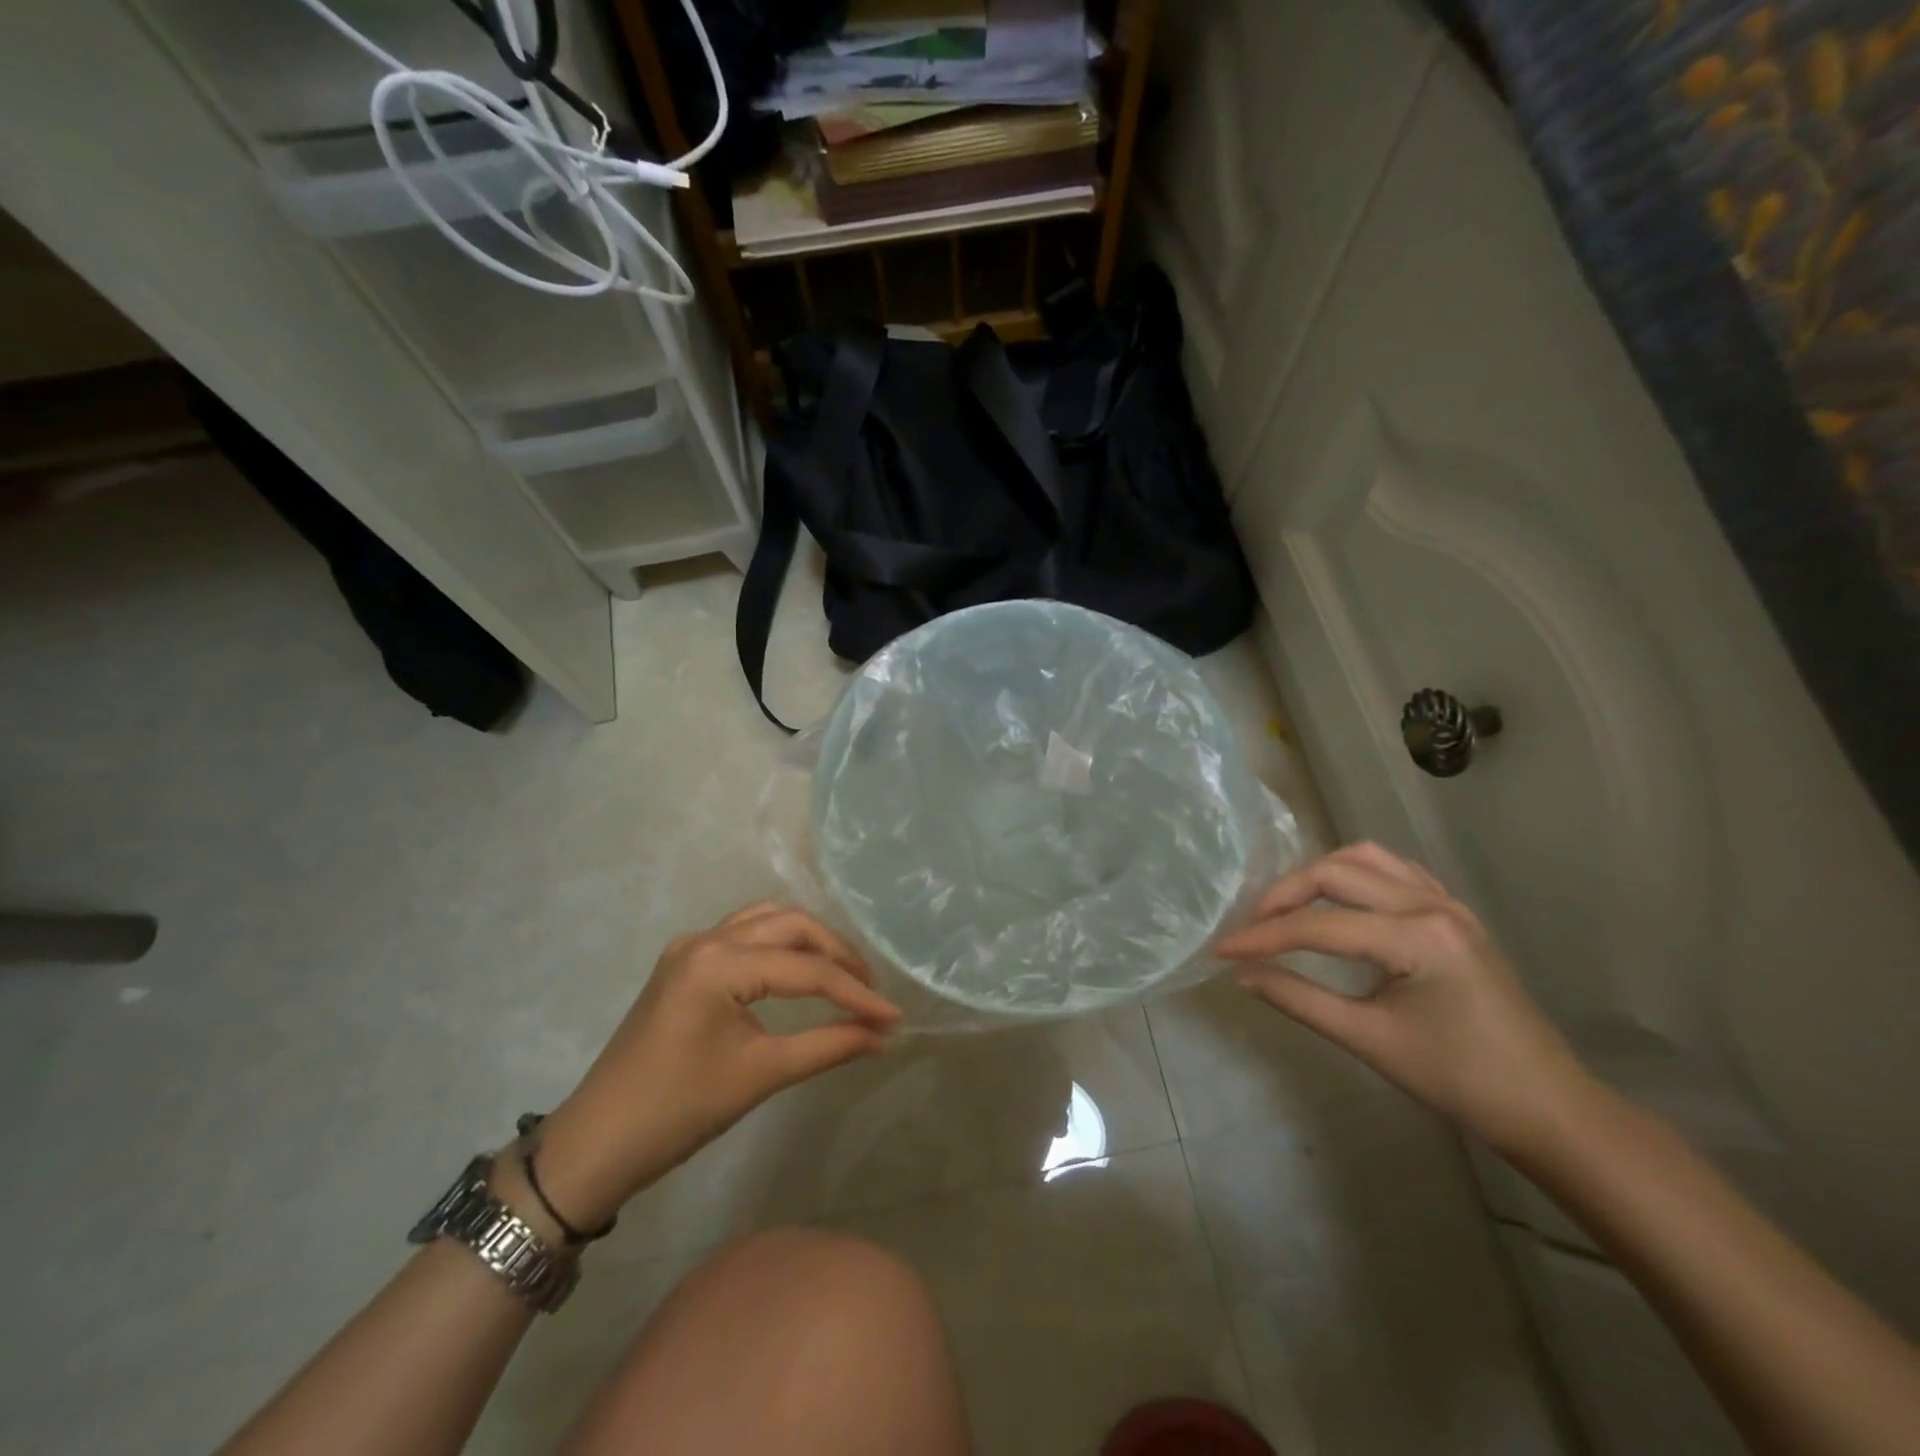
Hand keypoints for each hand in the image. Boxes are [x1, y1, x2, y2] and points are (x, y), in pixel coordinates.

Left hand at [527, 904, 900, 1228]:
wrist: (596, 1144)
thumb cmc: (677, 1112)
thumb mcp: (759, 1075)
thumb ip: (828, 1046)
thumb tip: (883, 1035)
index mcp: (718, 962)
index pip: (805, 969)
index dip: (855, 993)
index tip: (893, 1017)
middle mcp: (704, 939)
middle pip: (790, 926)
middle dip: (837, 955)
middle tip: (871, 991)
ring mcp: (691, 946)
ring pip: (768, 921)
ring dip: (810, 942)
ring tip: (843, 977)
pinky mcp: (685, 962)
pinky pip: (745, 934)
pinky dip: (780, 945)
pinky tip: (799, 970)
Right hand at [1215, 842, 1591, 1153]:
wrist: (1546, 1107)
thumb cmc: (1458, 1080)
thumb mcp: (1368, 1039)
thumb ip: (1298, 998)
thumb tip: (1243, 974)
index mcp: (1416, 937)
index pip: (1319, 925)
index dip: (1263, 937)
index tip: (1221, 950)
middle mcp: (1431, 905)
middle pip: (1337, 873)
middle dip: (1284, 895)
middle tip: (1251, 926)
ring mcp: (1448, 903)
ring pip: (1365, 859)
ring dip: (1318, 876)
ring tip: (1288, 908)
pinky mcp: (1454, 913)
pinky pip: (1394, 871)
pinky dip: (1356, 876)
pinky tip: (1339, 902)